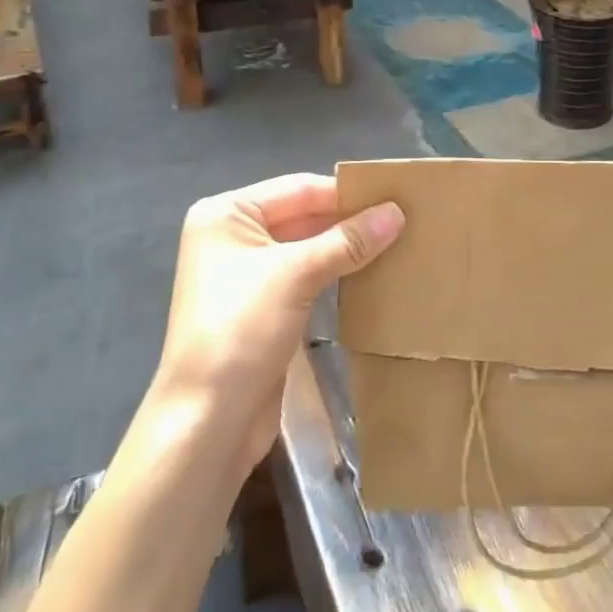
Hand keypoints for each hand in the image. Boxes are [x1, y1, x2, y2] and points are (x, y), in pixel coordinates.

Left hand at [144, 174, 403, 477]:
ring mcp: (246, 274)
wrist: (207, 422)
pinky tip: (372, 272)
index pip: (299, 189)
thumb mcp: (297, 275)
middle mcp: (233, 236)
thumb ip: (348, 240)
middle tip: (405, 217)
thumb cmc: (241, 330)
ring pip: (307, 248)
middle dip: (349, 220)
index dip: (347, 193)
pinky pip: (306, 277)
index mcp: (227, 214)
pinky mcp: (262, 307)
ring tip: (398, 240)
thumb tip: (397, 212)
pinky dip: (336, 273)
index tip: (398, 194)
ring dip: (346, 247)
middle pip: (303, 216)